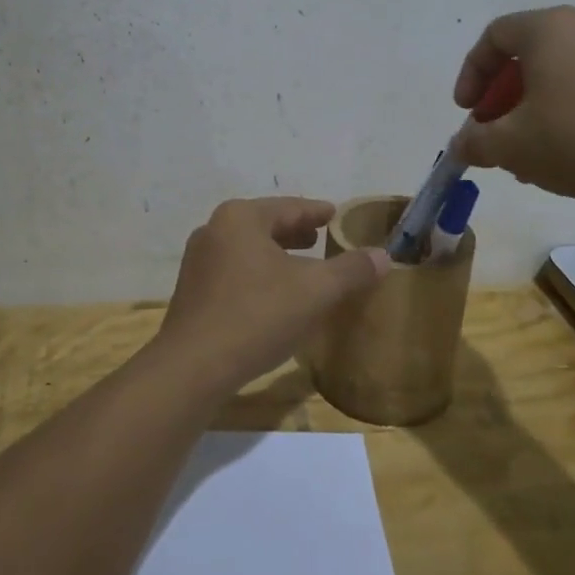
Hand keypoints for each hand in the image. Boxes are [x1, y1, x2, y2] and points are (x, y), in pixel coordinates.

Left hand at [156, 198, 388, 390]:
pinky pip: (235, 270)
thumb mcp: (315, 292)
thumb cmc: (257, 316)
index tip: (334, 214)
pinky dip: (259, 273)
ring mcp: (198, 261)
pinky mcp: (192, 291)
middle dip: (295, 232)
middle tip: (320, 237)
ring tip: (302, 265)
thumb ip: (351, 270)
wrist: (193, 367)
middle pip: (265, 224)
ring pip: (248, 248)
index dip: (316, 212)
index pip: (289, 207)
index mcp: (241, 218)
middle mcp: (214, 229)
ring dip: (277, 254)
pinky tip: (274, 294)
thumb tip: (382, 255)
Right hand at [452, 6, 574, 206]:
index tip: (467, 112)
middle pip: (526, 56)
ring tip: (522, 153)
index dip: (471, 74)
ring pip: (556, 76)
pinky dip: (561, 113)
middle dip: (500, 97)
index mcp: (550, 29)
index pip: (494, 36)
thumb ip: (474, 141)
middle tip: (491, 132)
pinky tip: (559, 155)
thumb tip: (462, 143)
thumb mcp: (510, 145)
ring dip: (529, 110)